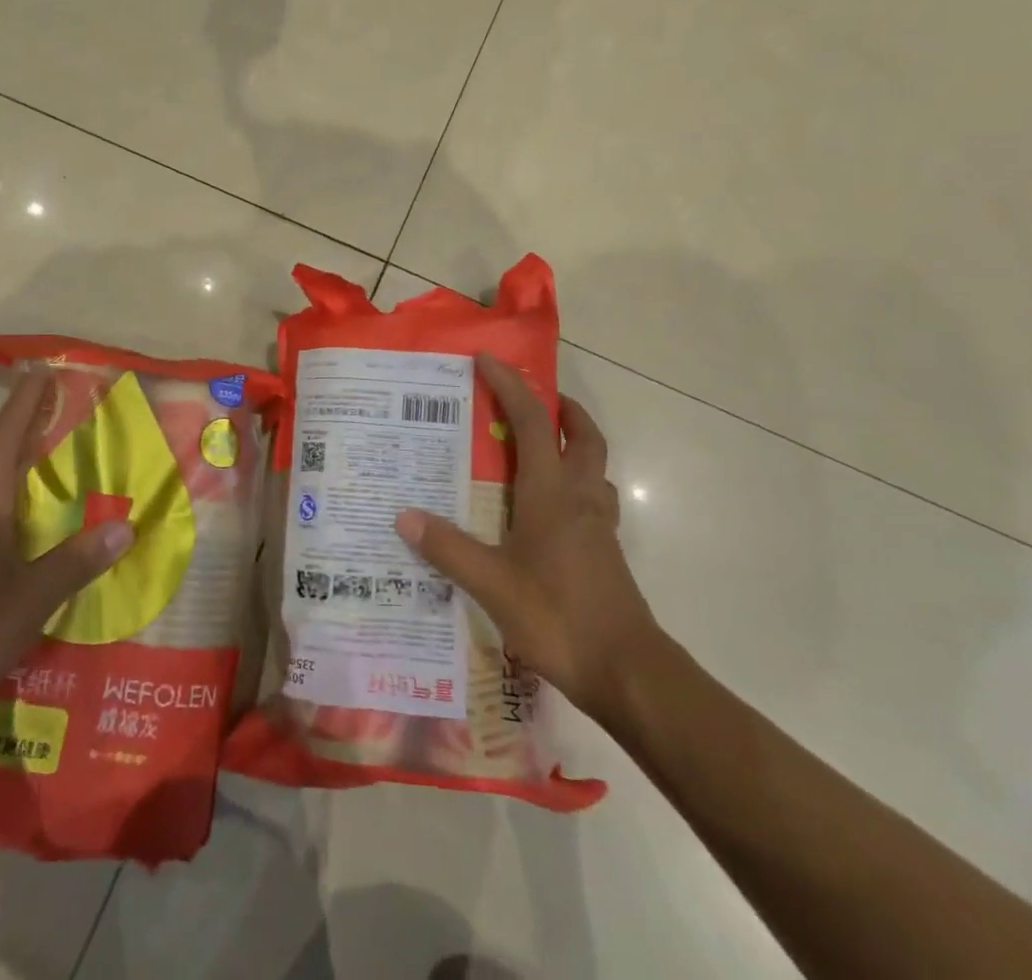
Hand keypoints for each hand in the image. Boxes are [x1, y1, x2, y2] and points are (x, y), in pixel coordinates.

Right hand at [395, 353, 658, 730]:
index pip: (533, 422)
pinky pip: (594, 499)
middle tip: (532, 398)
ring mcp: (599, 525)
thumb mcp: (492, 584)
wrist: (627, 672)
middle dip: (561, 407)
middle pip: (583, 435)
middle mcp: (581, 498)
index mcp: (552, 492)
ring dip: (575, 443)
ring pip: (595, 466)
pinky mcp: (606, 552)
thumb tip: (403, 516)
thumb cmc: (558, 617)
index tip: (487, 360)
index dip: (511, 386)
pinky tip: (552, 509)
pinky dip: (577, 484)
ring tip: (541, 446)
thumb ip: (448, 548)